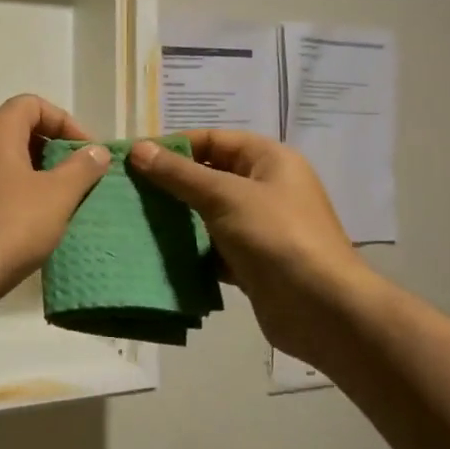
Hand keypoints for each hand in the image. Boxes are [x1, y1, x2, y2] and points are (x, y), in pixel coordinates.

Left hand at [0, 94, 110, 323]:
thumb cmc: (8, 228)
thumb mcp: (57, 197)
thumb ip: (81, 168)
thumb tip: (96, 151)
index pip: (32, 104)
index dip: (65, 122)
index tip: (87, 153)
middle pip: (16, 131)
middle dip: (51, 150)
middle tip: (77, 179)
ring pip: (1, 162)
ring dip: (32, 176)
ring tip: (58, 204)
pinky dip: (11, 195)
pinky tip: (28, 225)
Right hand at [127, 130, 367, 350]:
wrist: (321, 309)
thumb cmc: (275, 237)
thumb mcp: (224, 196)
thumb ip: (179, 173)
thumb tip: (138, 149)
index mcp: (269, 160)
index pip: (213, 139)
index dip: (174, 146)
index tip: (134, 159)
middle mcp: (266, 188)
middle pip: (209, 175)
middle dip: (171, 183)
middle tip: (127, 191)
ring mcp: (260, 227)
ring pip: (208, 213)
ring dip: (177, 218)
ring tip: (134, 220)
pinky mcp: (251, 261)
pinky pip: (212, 247)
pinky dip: (189, 250)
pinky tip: (158, 254)